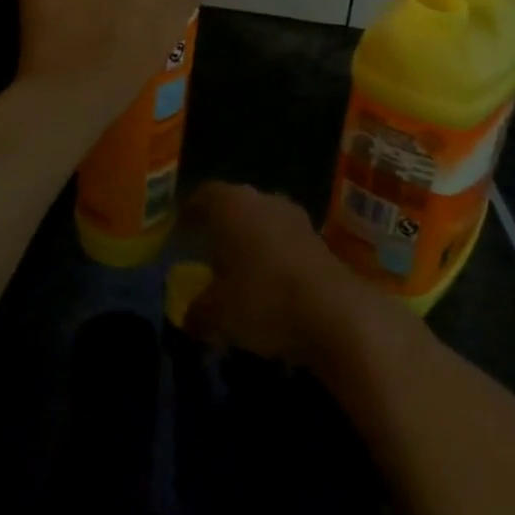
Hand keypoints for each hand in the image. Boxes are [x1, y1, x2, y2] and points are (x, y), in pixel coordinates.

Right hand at [182, 182, 394, 369]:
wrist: (334, 313)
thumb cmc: (263, 300)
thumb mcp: (218, 313)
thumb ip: (198, 311)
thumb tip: (189, 318)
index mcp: (231, 204)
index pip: (203, 195)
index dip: (189, 212)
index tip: (179, 230)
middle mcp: (263, 200)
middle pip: (234, 205)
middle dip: (221, 226)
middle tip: (205, 250)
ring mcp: (295, 217)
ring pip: (262, 222)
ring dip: (250, 241)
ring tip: (237, 270)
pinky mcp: (318, 240)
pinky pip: (284, 241)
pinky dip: (273, 256)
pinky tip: (268, 283)